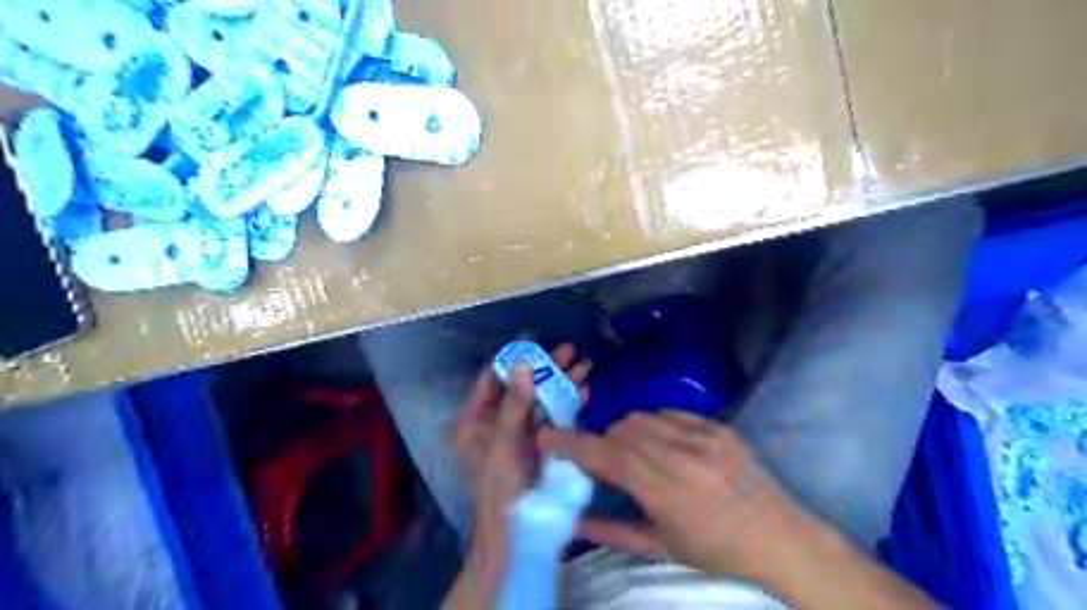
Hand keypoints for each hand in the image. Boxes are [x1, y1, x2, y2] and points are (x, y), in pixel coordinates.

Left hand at [449, 345, 594, 568]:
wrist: (516, 538)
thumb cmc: (500, 490)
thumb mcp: (504, 443)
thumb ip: (514, 403)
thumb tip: (523, 362)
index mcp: (479, 421)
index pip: (493, 379)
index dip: (512, 358)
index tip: (534, 339)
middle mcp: (499, 423)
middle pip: (523, 387)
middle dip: (546, 368)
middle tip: (569, 350)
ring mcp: (522, 435)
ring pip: (542, 400)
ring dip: (562, 383)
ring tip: (584, 364)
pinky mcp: (541, 447)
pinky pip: (555, 419)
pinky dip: (570, 404)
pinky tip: (585, 390)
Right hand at [538, 412, 828, 582]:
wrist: (783, 540)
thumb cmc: (720, 555)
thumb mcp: (664, 550)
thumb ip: (614, 532)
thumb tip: (574, 522)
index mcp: (669, 494)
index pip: (608, 457)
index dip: (573, 445)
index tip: (547, 438)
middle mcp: (684, 458)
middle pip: (622, 431)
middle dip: (601, 443)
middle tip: (600, 461)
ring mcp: (705, 438)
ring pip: (643, 418)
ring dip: (627, 433)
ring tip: (633, 455)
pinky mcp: (719, 427)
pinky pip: (670, 413)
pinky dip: (655, 425)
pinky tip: (662, 445)